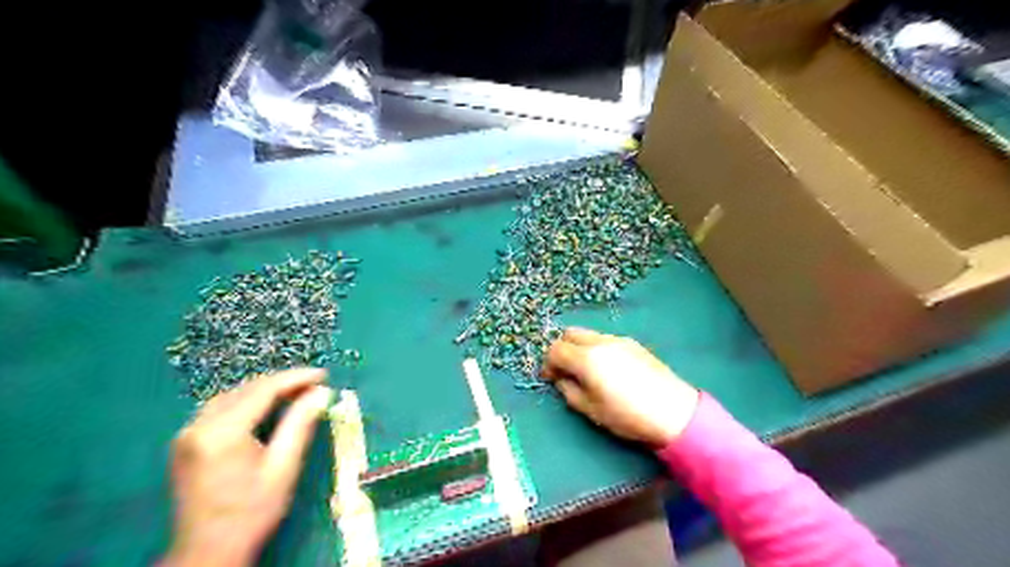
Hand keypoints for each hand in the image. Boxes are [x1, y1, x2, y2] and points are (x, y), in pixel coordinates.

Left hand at [161, 370, 334, 565]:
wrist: (207, 552)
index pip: (263, 390)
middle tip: (314, 384)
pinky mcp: (185, 443)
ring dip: (263, 390)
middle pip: (245, 389)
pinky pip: (219, 409)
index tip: (323, 375)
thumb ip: (300, 424)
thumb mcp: (283, 467)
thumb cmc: (252, 512)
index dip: (296, 378)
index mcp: (222, 433)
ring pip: (231, 396)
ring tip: (294, 392)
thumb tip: (321, 392)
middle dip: (282, 383)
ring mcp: (186, 435)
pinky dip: (246, 402)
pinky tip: (264, 407)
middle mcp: (198, 427)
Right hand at [540, 330, 699, 448]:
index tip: (550, 379)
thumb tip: (561, 379)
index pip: (555, 350)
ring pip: (588, 335)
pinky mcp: (633, 343)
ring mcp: (618, 340)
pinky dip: (596, 348)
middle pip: (569, 334)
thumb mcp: (591, 410)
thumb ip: (569, 391)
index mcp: (587, 358)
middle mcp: (600, 342)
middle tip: (565, 371)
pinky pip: (605, 339)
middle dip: (562, 350)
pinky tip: (607, 369)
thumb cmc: (628, 415)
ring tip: (587, 371)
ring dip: (579, 348)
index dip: (548, 364)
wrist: (674, 412)